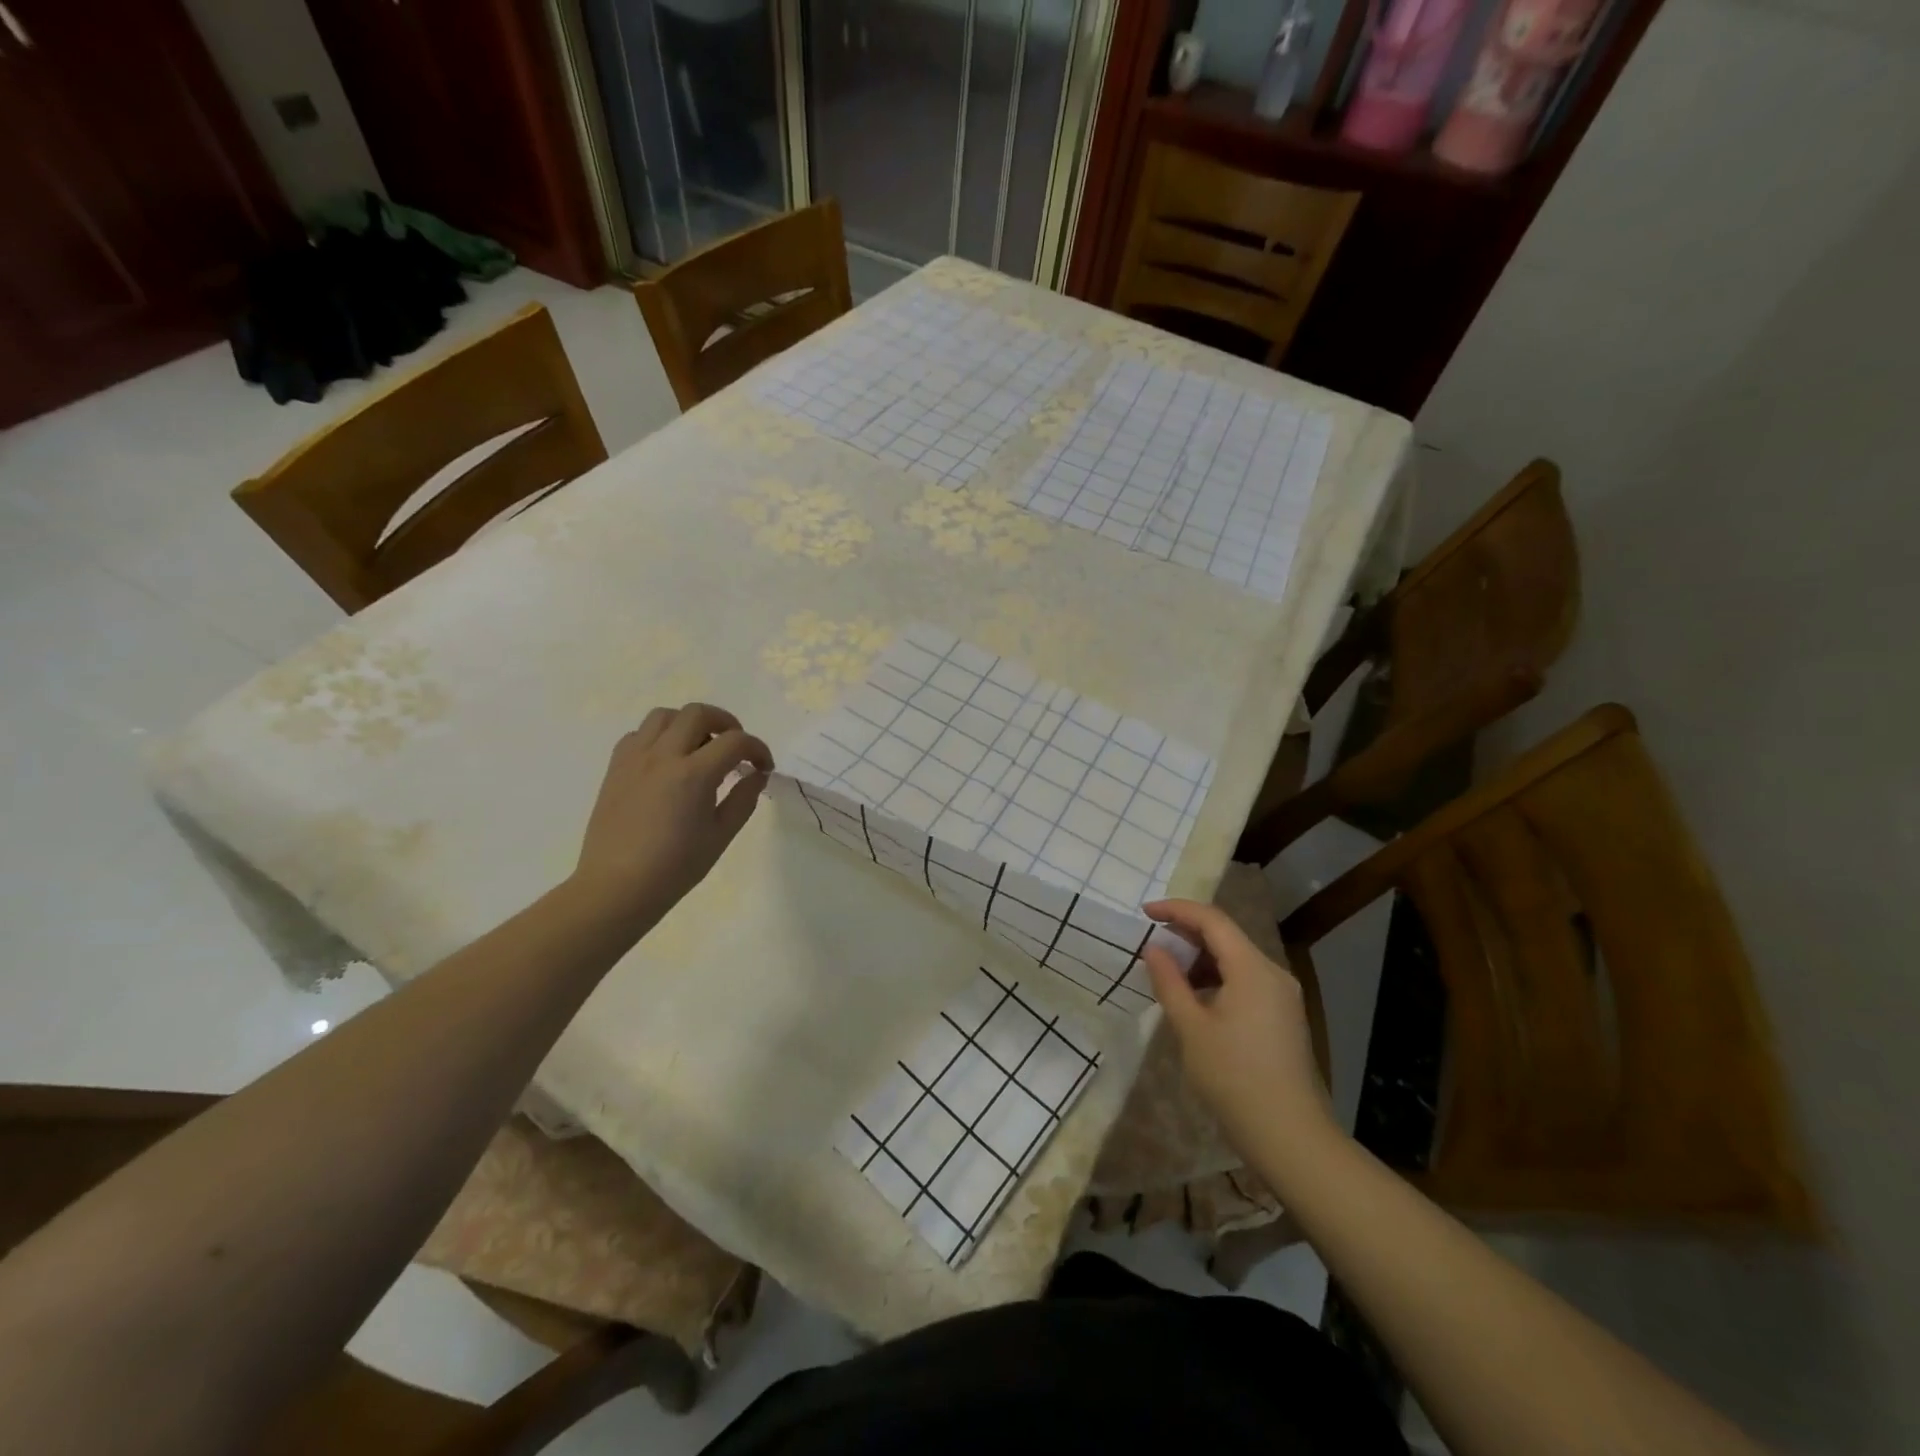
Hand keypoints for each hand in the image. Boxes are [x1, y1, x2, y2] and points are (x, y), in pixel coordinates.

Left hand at [570, 703, 771, 931]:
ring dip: (689, 723)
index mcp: (693, 775)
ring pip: (665, 716)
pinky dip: (659, 737)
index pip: (735, 742)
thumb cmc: (675, 867)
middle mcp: (662, 756)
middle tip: (736, 747)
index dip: (757, 749)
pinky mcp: (615, 768)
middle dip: (726, 723)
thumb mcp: (721, 836)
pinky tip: (668, 761)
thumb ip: (743, 799)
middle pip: (698, 713)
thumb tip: (756, 775)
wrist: (617, 886)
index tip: (763, 767)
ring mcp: (634, 759)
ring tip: (700, 747)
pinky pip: (638, 734)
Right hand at [1143, 899, 1338, 1167]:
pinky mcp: (1283, 1016)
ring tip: (1168, 971)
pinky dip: (1218, 978)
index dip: (1176, 910)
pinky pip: (1246, 980)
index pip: (1212, 919)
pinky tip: (1196, 998)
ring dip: (1201, 958)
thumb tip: (1154, 949)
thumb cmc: (1234, 1078)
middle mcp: (1273, 973)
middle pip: (1227, 936)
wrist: (1290, 1136)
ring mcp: (1282, 995)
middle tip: (1151, 943)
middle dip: (1187, 933)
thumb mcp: (1191, 1028)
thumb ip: (1170, 982)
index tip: (1145, 913)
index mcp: (1252, 968)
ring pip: (1237, 959)